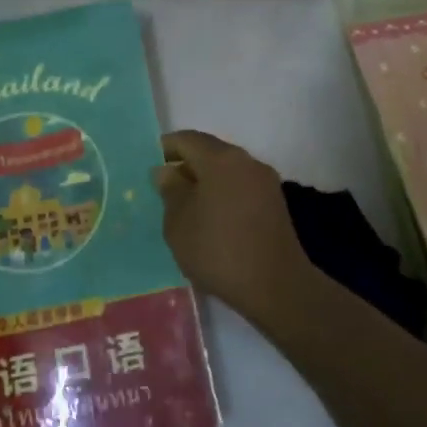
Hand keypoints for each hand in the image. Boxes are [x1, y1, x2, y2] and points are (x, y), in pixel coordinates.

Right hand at [150, 130, 311, 326]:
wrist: (276, 286)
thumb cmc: (218, 249)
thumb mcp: (179, 223)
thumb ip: (170, 191)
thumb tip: (167, 171)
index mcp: (221, 158)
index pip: (187, 139)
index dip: (166, 148)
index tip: (150, 166)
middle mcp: (246, 161)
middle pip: (210, 152)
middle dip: (186, 166)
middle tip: (165, 190)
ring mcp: (265, 181)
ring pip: (227, 171)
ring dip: (206, 182)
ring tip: (187, 208)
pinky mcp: (275, 203)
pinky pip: (241, 188)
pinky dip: (224, 195)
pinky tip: (213, 220)